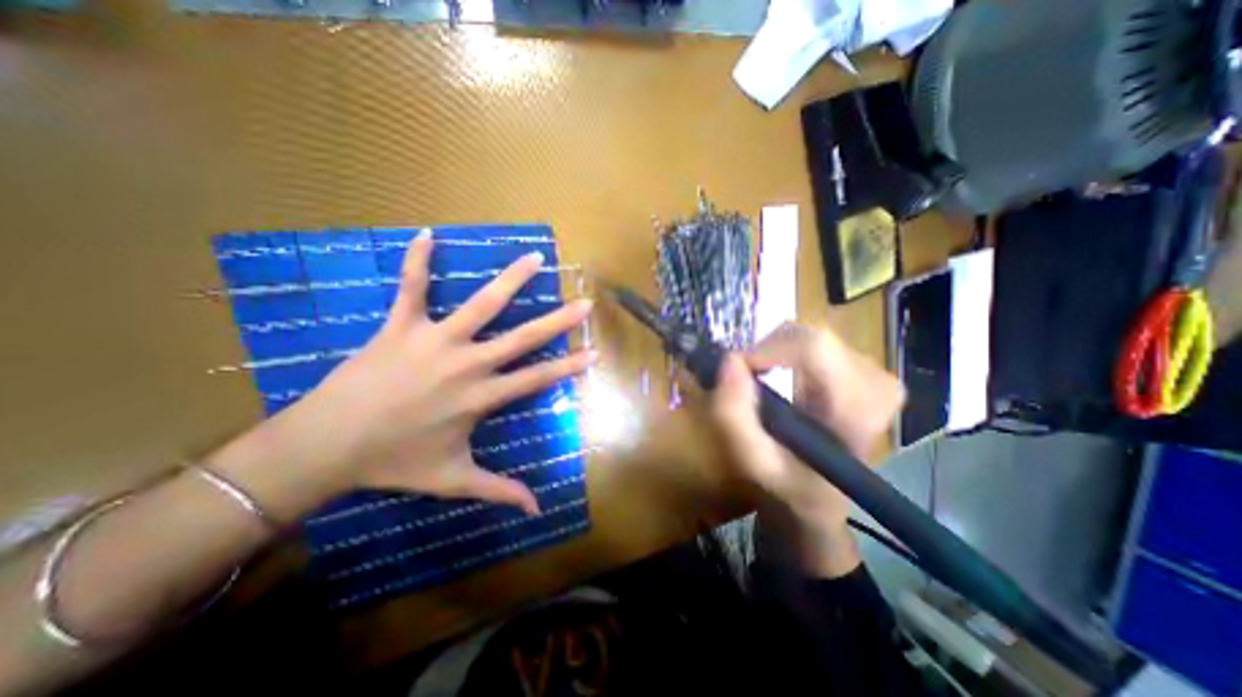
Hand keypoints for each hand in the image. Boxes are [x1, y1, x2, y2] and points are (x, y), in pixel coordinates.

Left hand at [215, 232, 595, 518]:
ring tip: (533, 257)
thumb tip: (536, 509)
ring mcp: (435, 340)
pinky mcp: (400, 327)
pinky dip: (417, 261)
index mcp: (481, 397)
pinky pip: (410, 288)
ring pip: (480, 304)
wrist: (326, 448)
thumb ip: (498, 491)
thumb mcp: (454, 480)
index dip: (569, 367)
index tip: (594, 352)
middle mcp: (467, 364)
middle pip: (522, 338)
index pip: (537, 379)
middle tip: (583, 302)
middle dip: (558, 320)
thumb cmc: (395, 462)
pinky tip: (425, 234)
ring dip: (510, 279)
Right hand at [709, 321, 902, 533]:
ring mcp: (874, 373)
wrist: (822, 497)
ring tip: (761, 382)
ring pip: (809, 336)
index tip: (738, 368)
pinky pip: (815, 343)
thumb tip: (729, 360)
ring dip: (775, 352)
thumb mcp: (754, 460)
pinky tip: (781, 377)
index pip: (815, 348)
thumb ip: (735, 416)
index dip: (768, 348)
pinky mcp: (864, 369)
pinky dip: (786, 353)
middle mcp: (875, 384)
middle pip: (810, 337)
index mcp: (857, 411)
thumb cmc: (791, 484)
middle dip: (767, 350)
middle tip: (745, 378)